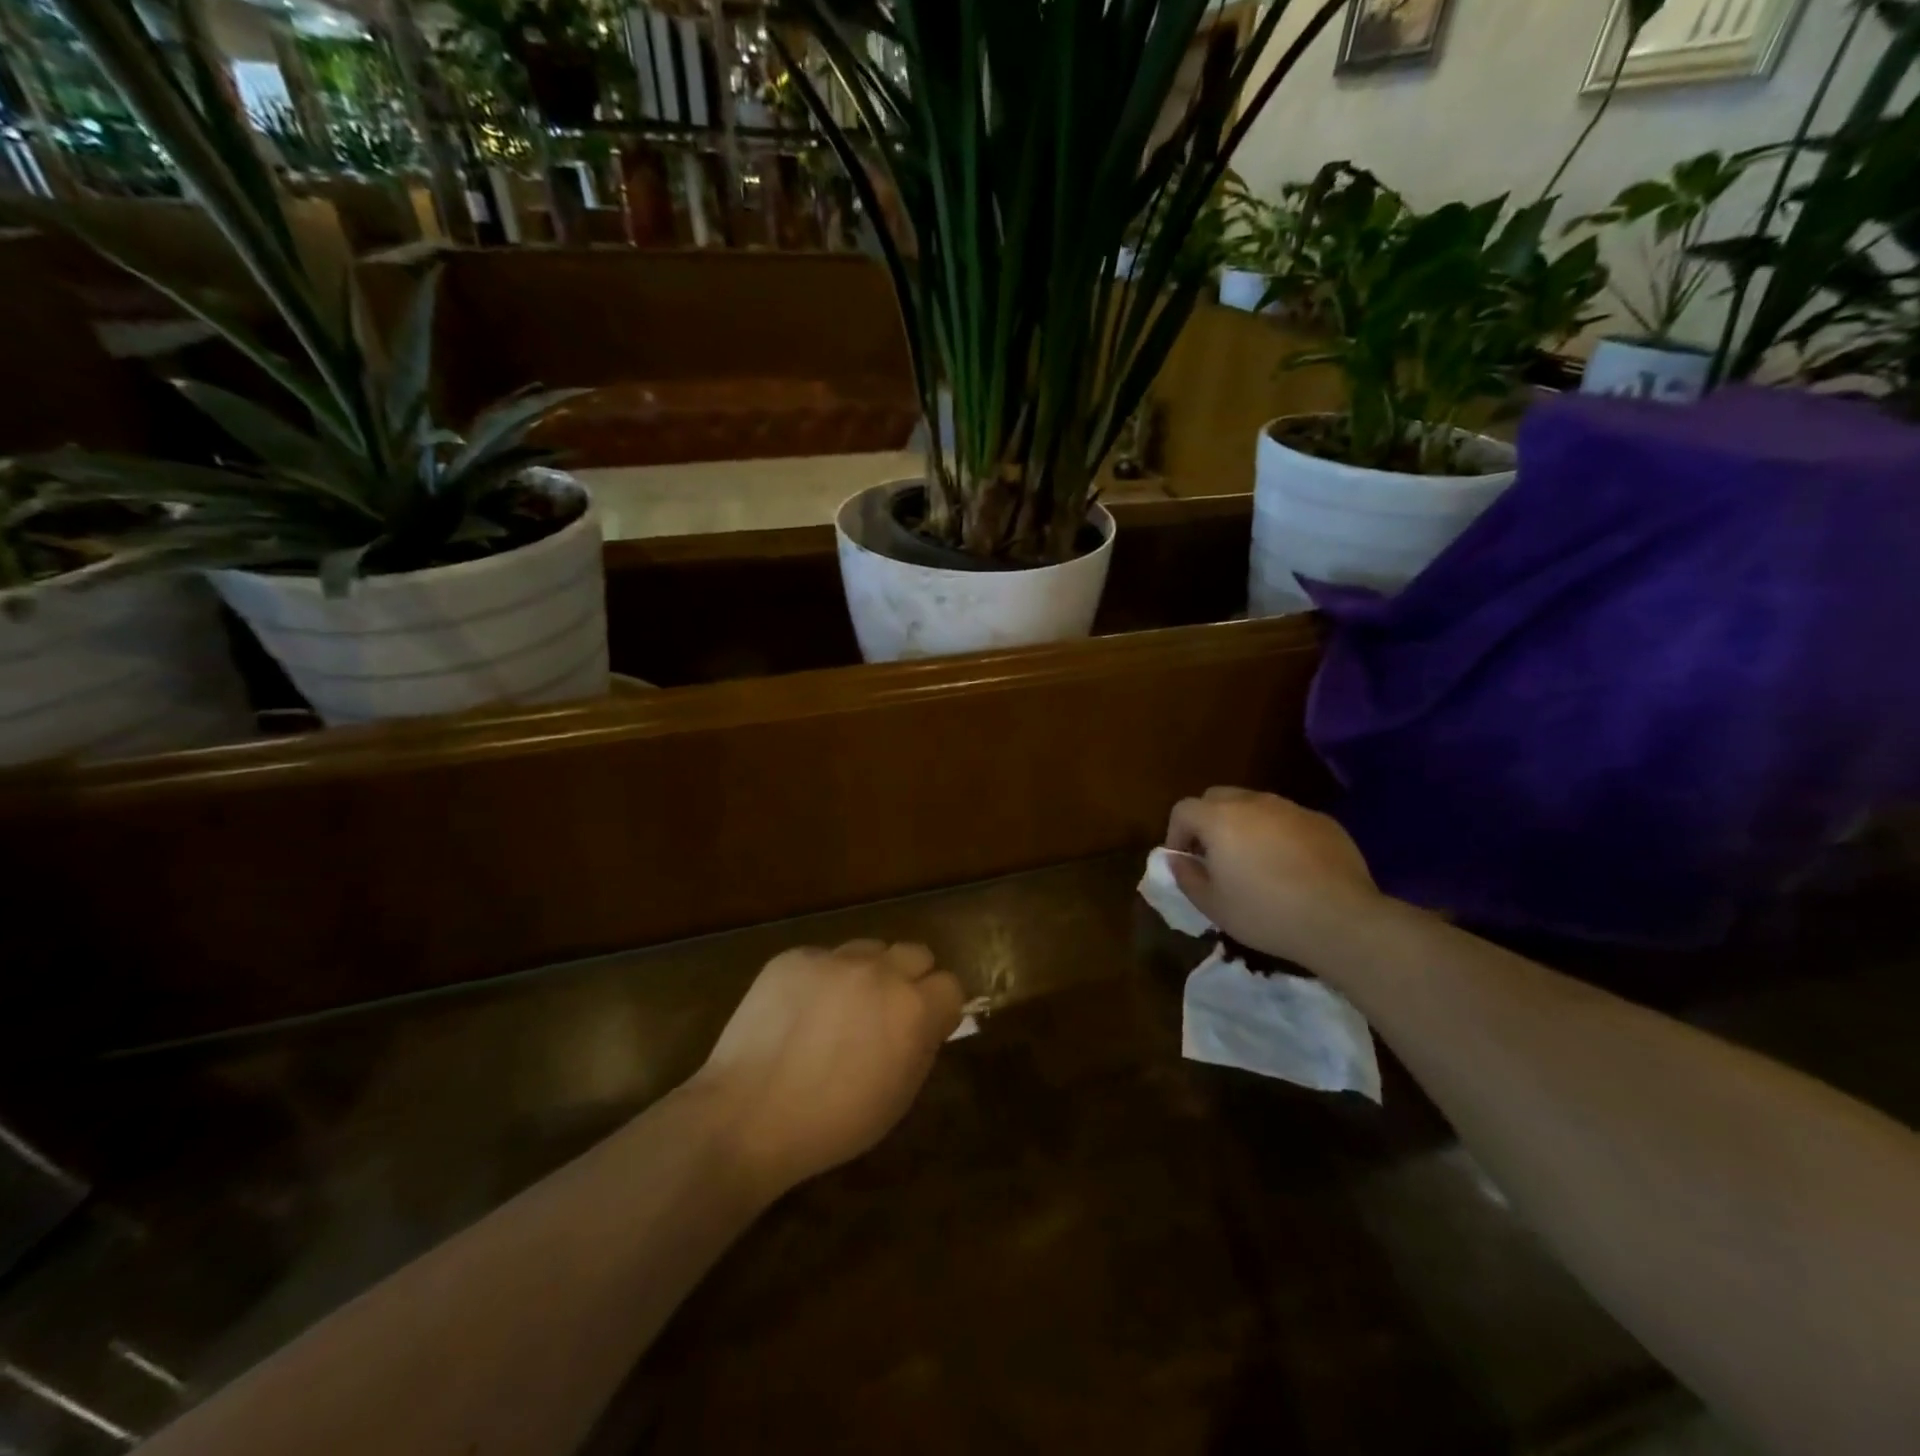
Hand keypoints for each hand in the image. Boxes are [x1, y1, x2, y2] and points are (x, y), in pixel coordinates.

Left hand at [689, 941, 963, 1198]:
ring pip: (869, 949)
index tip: (926, 1026)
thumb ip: (922, 1045)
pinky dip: (821, 979)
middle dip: (910, 978)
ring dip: (867, 973)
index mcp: (912, 1008)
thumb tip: (927, 1019)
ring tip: (840, 1008)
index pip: (950, 984)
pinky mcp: (794, 957)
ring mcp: (833, 958)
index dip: (940, 1007)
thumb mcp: (898, 1096)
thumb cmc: (832, 1123)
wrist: (748, 1116)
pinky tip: (800, 1012)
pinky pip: (822, 958)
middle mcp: (879, 971)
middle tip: (887, 1012)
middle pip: (916, 952)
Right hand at [1166, 788, 1380, 967]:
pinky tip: (1290, 867)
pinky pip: (1288, 819)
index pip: (1183, 810)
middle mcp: (1253, 803)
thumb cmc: (1265, 913)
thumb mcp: (1213, 905)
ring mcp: (1291, 809)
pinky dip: (1278, 834)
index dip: (1176, 834)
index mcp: (1220, 819)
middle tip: (1214, 856)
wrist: (1341, 920)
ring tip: (1253, 861)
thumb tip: (1178, 860)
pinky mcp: (1322, 821)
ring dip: (1244, 825)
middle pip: (1217, 797)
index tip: (1184, 861)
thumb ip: (1187, 877)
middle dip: (1207, 821)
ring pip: (1255, 805)